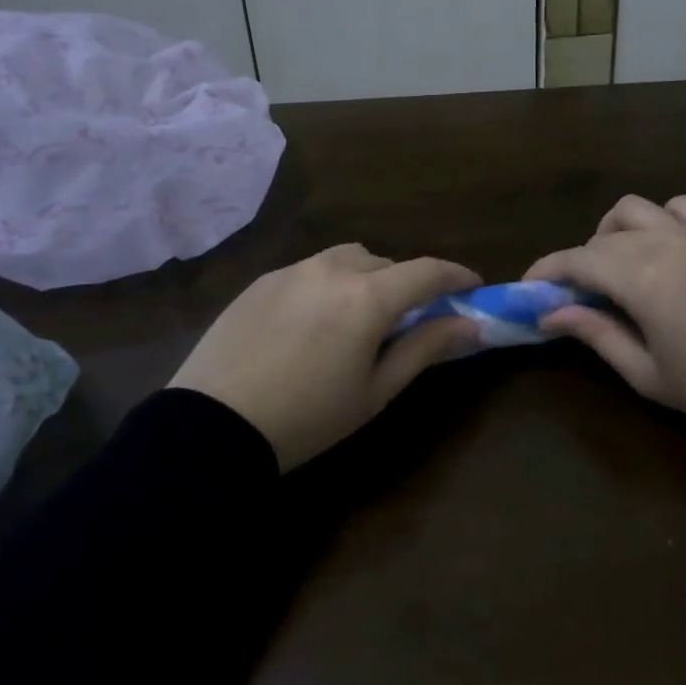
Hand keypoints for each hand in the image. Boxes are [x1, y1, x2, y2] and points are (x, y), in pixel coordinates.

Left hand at [166, 244, 481, 469]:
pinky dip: (327, 285)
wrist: (213, 424)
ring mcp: (294, 270)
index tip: (471, 287)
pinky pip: (310, 270)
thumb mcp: (375, 391)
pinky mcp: (263, 280)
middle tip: (406, 321)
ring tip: (355, 318)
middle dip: (405, 285)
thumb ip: (425, 348)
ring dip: (365, 278)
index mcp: (368, 297)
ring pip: (347, 259)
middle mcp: (333, 269)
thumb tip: (470, 325)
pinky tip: (310, 323)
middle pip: (386, 264)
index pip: (427, 270)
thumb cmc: (307, 417)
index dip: (456, 275)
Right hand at [525, 195, 685, 431]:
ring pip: (635, 209)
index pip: (575, 261)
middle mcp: (661, 243)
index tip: (528, 290)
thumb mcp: (646, 373)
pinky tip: (663, 243)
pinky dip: (662, 217)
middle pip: (599, 238)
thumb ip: (595, 335)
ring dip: (613, 231)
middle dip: (576, 262)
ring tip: (615, 263)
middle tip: (575, 296)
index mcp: (638, 278)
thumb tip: (551, 315)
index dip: (545, 272)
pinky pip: (682, 206)